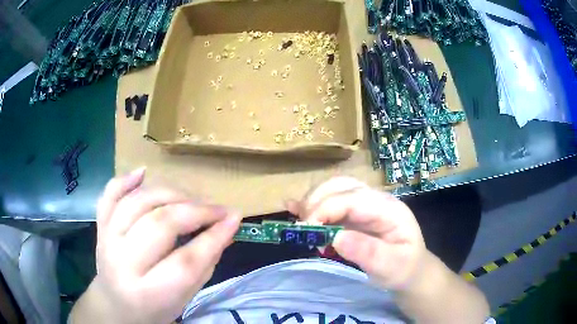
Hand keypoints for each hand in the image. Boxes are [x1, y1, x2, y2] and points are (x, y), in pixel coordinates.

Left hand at [70, 168, 240, 323]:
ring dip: (170, 193)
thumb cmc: (155, 308)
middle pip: (160, 225)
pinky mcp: (100, 227)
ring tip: (191, 198)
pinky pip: (109, 195)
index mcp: (149, 293)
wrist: (117, 306)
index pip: (185, 261)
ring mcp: (106, 240)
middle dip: (195, 211)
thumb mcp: (185, 297)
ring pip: (138, 203)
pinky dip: (126, 180)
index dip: (213, 237)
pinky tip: (143, 172)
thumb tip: (227, 228)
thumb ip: (204, 263)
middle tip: (217, 209)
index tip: (234, 218)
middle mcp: (122, 264)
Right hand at [286, 177, 425, 290]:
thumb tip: (337, 238)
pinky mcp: (355, 211)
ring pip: (333, 189)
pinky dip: (312, 204)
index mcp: (389, 209)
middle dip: (316, 202)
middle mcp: (376, 199)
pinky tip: (294, 207)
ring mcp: (365, 203)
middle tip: (303, 229)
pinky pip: (332, 200)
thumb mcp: (391, 267)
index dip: (326, 209)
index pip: (353, 198)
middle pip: (341, 186)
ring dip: (312, 202)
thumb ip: (368, 253)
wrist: (410, 269)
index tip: (307, 229)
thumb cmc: (403, 268)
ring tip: (301, 225)